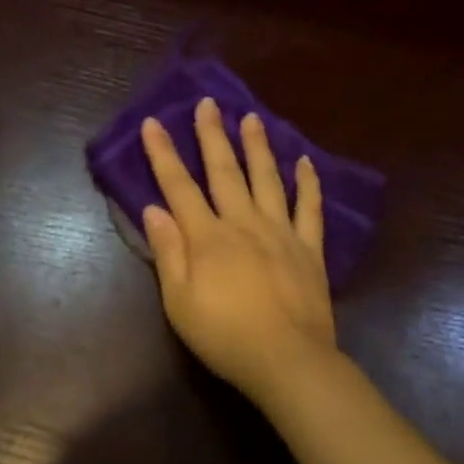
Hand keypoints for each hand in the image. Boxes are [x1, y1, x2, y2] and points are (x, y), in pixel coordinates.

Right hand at [140, 98, 337, 401]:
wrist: (288, 361)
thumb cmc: (225, 336)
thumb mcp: (180, 303)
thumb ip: (168, 253)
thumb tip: (153, 209)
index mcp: (208, 238)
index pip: (179, 187)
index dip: (164, 154)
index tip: (154, 122)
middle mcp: (243, 224)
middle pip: (225, 172)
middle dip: (212, 135)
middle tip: (208, 103)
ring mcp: (280, 233)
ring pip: (267, 179)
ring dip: (257, 147)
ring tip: (252, 118)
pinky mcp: (309, 249)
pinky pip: (309, 209)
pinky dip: (308, 184)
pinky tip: (305, 162)